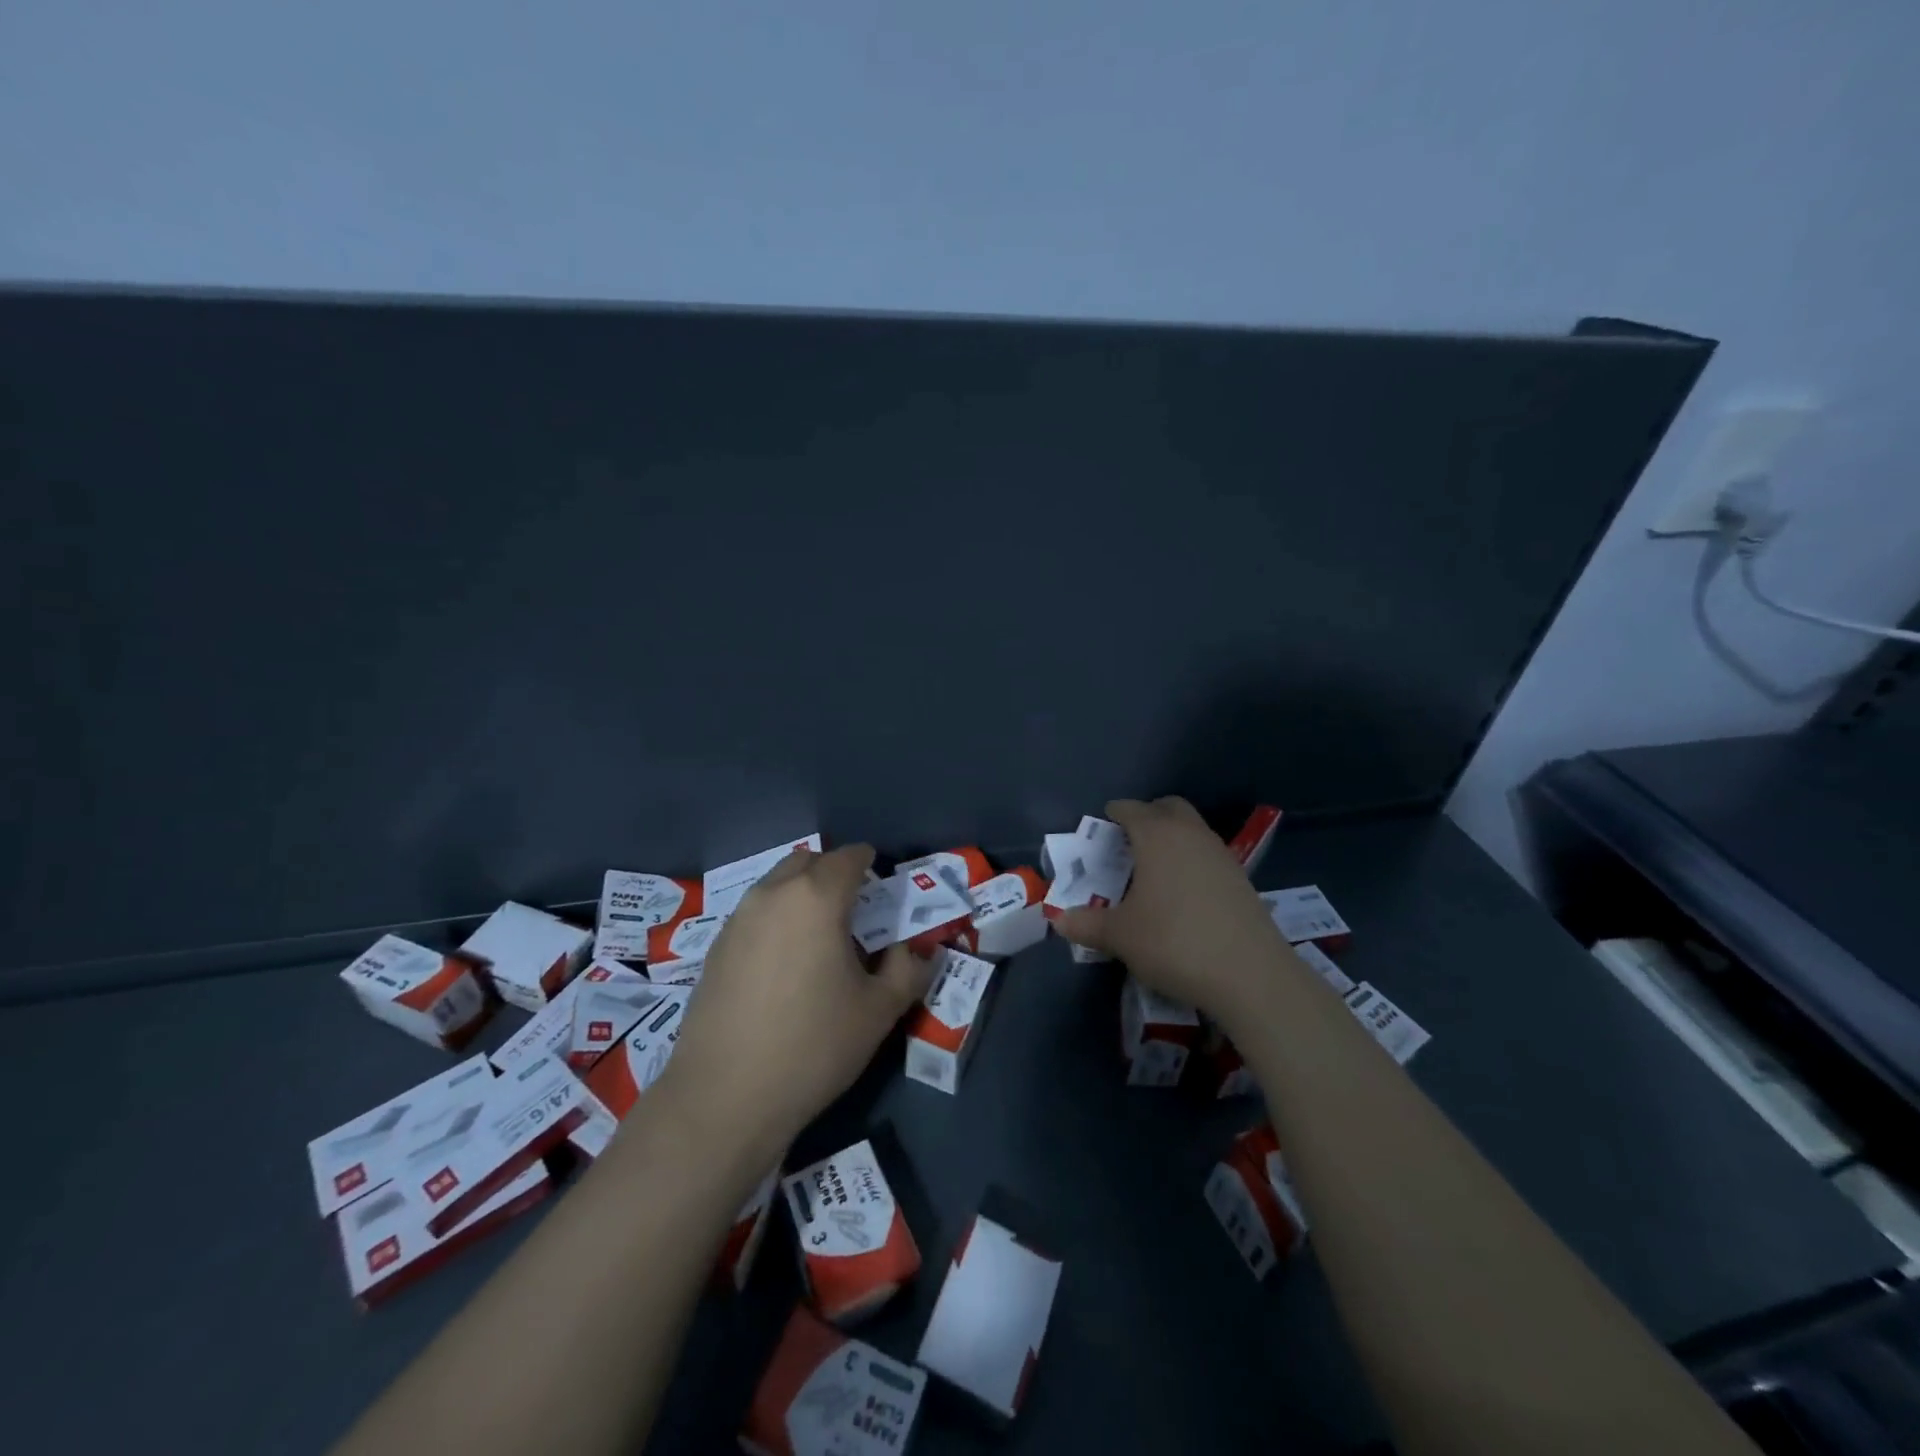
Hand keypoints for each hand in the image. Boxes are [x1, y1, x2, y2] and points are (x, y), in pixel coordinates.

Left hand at [653, 845, 934, 1166]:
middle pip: (808, 861)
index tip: (882, 887)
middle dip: (833, 873)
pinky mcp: (715, 947)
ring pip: (777, 885)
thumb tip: (912, 950)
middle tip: (853, 910)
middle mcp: (773, 894)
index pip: (849, 857)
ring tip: (818, 938)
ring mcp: (738, 919)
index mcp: (817, 898)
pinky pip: (755, 914)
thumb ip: (906, 970)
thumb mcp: (879, 1011)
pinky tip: (783, 965)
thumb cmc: (814, 1046)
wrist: (724, 1097)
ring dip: (801, 895)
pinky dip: (776, 919)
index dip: (870, 864)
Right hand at [1049, 797, 1286, 1030]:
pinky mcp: (1241, 879)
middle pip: (1168, 808)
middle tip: (1128, 840)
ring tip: (1153, 868)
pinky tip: (1183, 892)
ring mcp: (1221, 854)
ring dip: (1172, 837)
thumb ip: (1086, 924)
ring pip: (1192, 829)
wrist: (1251, 975)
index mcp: (1157, 836)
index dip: (1114, 814)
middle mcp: (1191, 834)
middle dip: (1147, 816)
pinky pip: (1208, 854)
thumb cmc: (1174, 942)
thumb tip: (1058, 920)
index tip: (1103, 825)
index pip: (1131, 809)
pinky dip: (1191, 860)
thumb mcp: (1120, 936)